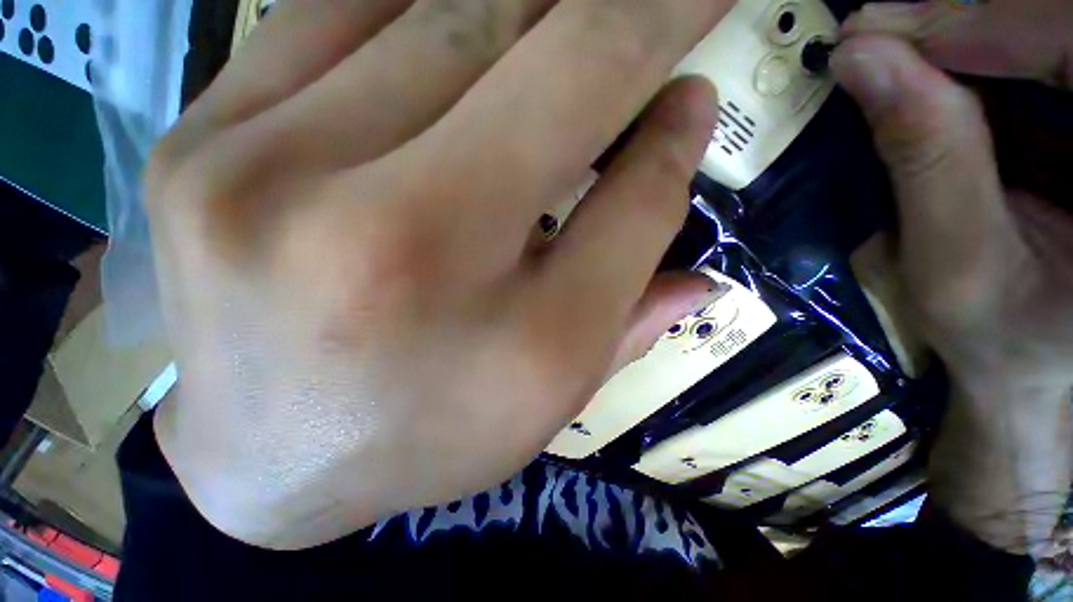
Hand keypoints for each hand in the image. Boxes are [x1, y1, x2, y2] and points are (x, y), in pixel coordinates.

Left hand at [148, 0, 730, 549]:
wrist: (275, 466)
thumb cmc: (432, 437)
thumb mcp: (558, 382)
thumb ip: (634, 275)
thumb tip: (682, 143)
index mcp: (516, 343)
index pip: (634, 197)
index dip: (679, 124)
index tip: (701, 71)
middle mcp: (393, 245)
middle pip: (550, 60)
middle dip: (623, 14)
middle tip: (654, 3)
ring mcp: (260, 179)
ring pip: (442, 9)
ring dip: (525, 3)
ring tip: (554, 22)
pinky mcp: (194, 148)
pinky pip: (331, 12)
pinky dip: (416, 4)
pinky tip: (447, 33)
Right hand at [832, 0, 1072, 552]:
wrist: (1032, 368)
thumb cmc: (1002, 339)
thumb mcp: (958, 262)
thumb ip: (924, 157)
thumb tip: (860, 62)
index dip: (984, 23)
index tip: (882, 31)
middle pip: (1060, 30)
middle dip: (967, 19)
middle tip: (875, 31)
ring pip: (1045, 40)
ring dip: (967, 34)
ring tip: (892, 47)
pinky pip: (1040, 65)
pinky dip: (983, 58)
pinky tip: (930, 70)